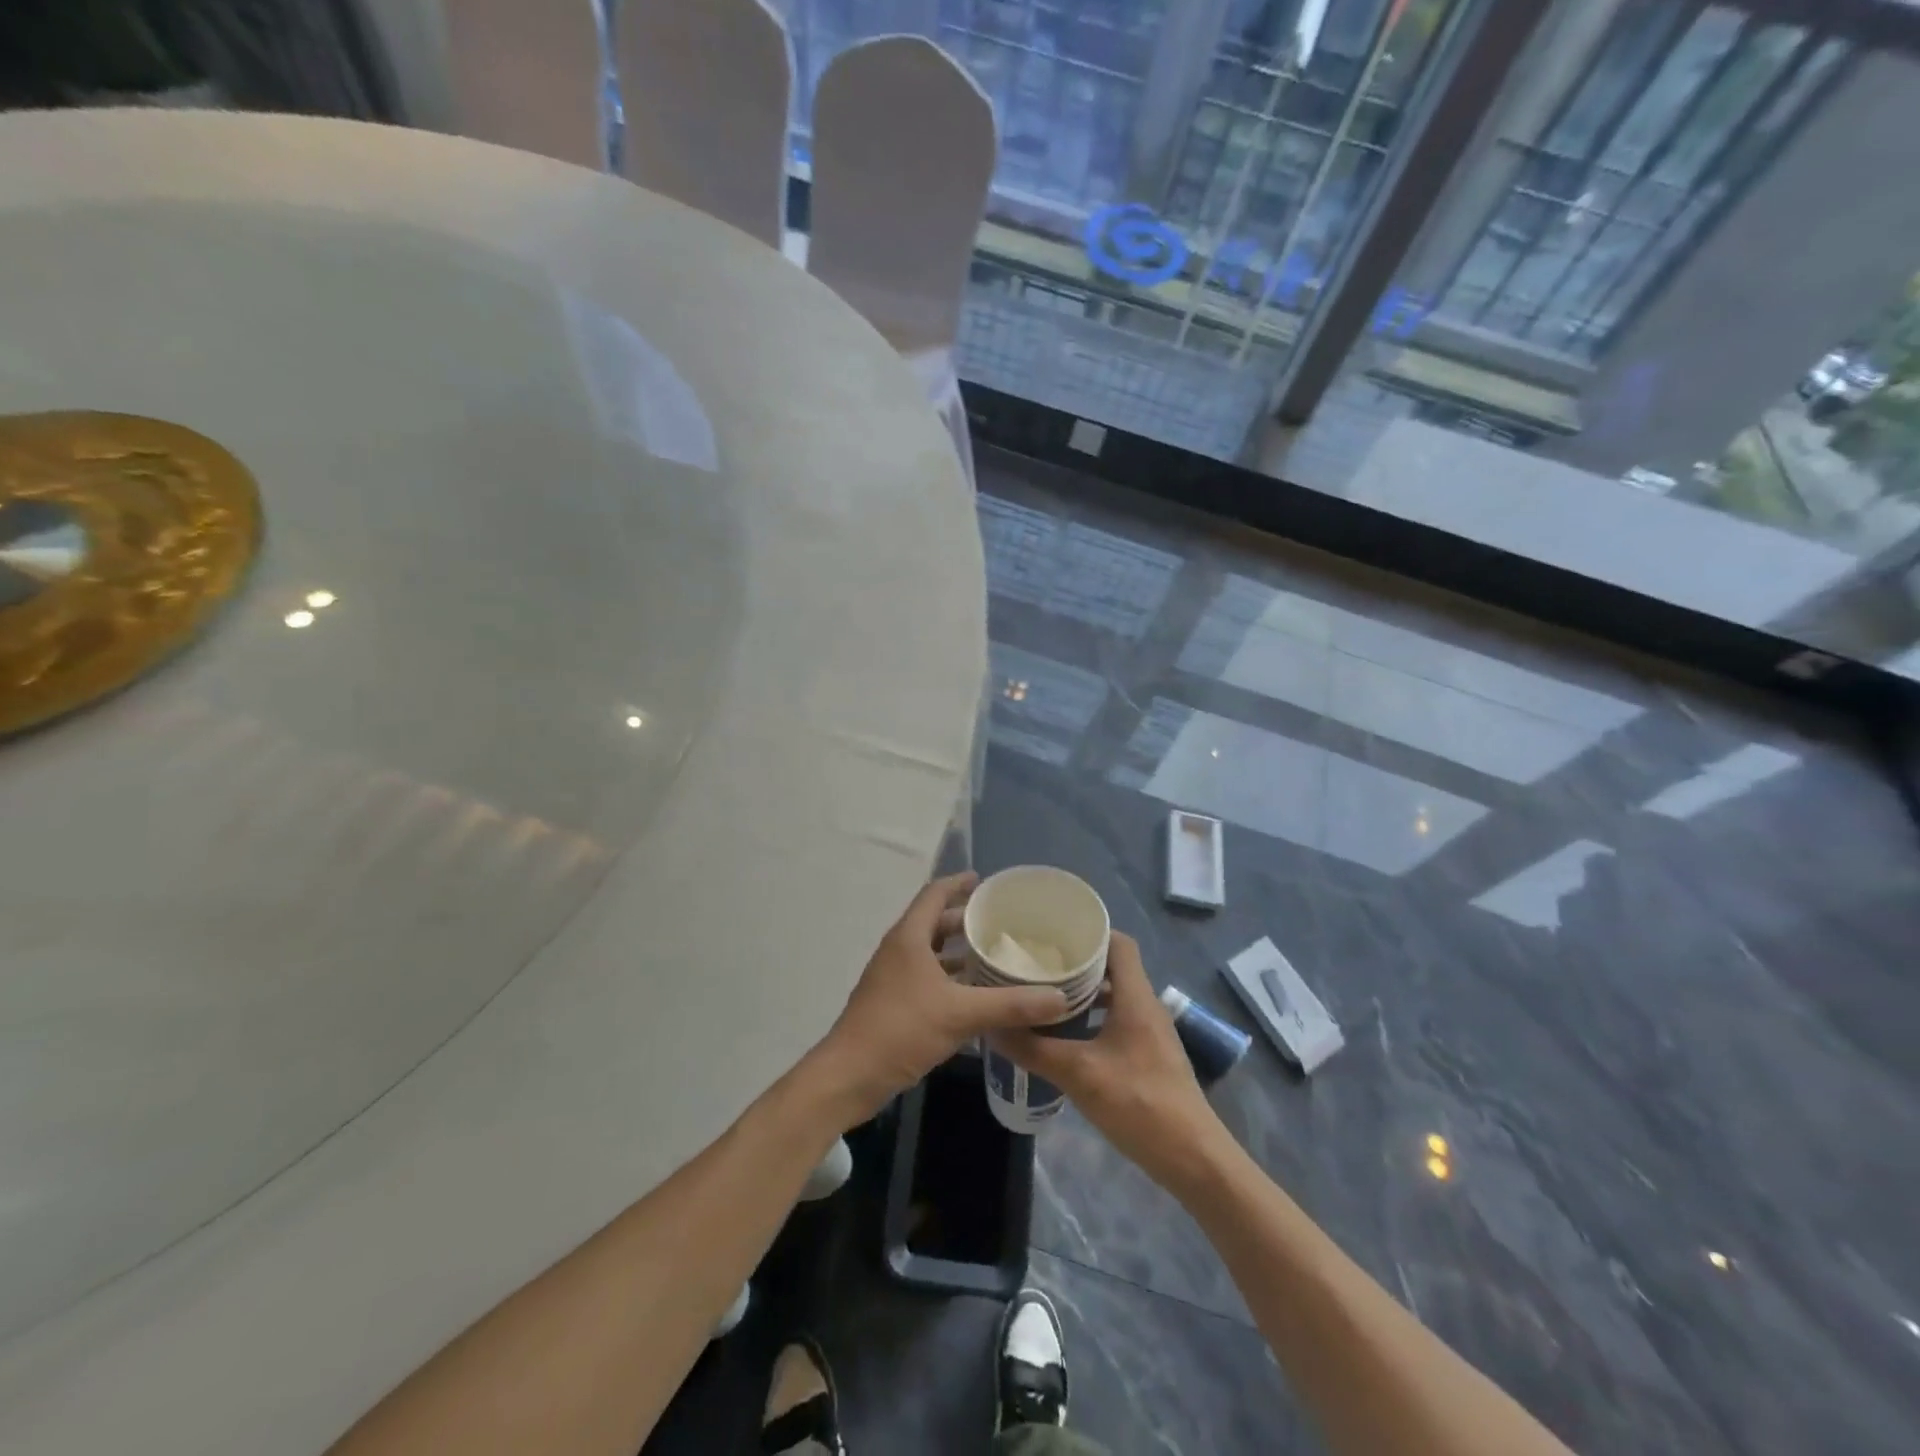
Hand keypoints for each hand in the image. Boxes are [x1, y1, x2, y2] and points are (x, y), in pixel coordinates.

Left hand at [814, 873, 1071, 1121]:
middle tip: (1002, 922)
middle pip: (934, 922)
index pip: (935, 894)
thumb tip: (1060, 997)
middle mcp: (899, 950)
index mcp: (909, 938)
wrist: (850, 1076)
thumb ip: (1010, 1004)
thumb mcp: (960, 1014)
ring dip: (959, 952)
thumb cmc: (901, 1029)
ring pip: (931, 953)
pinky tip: (976, 995)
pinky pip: (927, 978)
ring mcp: (893, 978)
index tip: (985, 881)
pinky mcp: (893, 1003)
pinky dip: (951, 978)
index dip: (959, 883)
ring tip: (995, 956)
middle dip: (966, 919)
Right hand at [992, 933, 1224, 1190]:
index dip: (1088, 932)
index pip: (1118, 943)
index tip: (1052, 934)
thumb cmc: (1139, 1104)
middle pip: (1113, 968)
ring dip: (1082, 994)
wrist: (1193, 1159)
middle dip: (1076, 963)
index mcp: (1136, 997)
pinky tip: (1065, 1037)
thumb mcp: (1079, 1074)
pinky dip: (1092, 1020)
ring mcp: (1150, 1033)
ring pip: (1114, 997)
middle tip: (1037, 963)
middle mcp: (1146, 1006)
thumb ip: (1034, 1049)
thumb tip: (992, 1027)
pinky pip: (1117, 1022)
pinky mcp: (1148, 1056)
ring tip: (1043, 996)